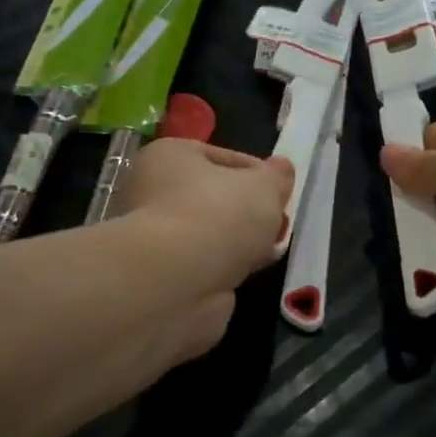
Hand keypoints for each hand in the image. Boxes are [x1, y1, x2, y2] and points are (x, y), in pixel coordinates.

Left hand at [116, 139, 291, 355]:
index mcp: (170, 156)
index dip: (260, 174)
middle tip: (277, 224)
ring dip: (240, 242)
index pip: (225, 158)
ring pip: (213, 233)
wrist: (179, 280)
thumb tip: (281, 169)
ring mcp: (157, 236)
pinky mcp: (165, 273)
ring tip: (269, 251)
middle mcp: (153, 191)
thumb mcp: (264, 185)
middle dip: (251, 212)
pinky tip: (249, 272)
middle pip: (217, 197)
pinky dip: (227, 267)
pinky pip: (207, 263)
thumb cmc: (219, 215)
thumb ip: (277, 176)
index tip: (282, 194)